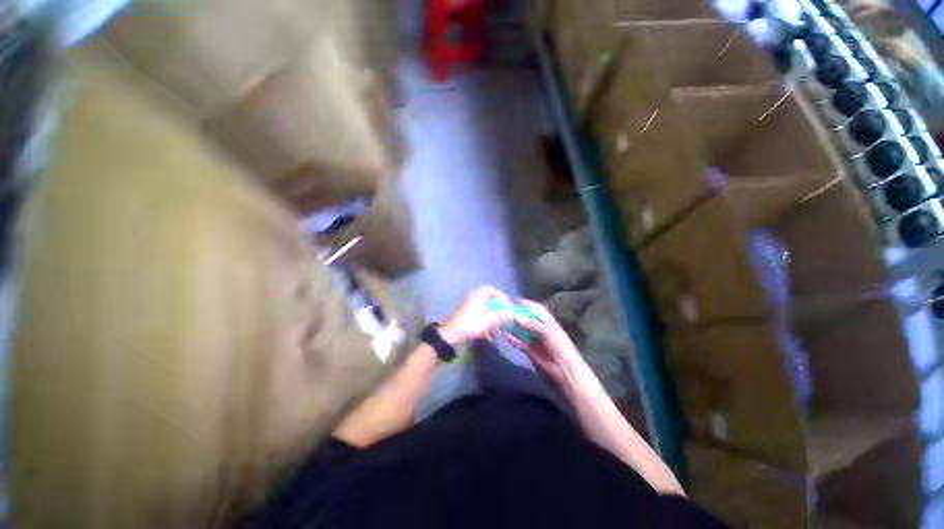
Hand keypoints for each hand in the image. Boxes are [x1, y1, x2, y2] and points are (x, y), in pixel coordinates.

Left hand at [440, 286, 512, 343]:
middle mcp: (471, 297)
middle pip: (487, 298)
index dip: (500, 295)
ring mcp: (466, 305)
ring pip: (482, 307)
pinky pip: (476, 313)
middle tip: (501, 313)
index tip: (506, 304)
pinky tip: (486, 333)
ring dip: (490, 315)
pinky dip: (483, 320)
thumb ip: (500, 317)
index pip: (491, 289)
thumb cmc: (470, 324)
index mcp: (477, 295)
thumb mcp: (487, 321)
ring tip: (495, 325)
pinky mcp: (463, 313)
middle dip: (495, 306)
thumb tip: (510, 313)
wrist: (450, 334)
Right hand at [503, 300, 594, 390]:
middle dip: (516, 314)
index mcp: (548, 322)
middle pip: (527, 319)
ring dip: (512, 325)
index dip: (526, 304)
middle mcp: (540, 329)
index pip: (536, 309)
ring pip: (521, 330)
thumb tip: (515, 316)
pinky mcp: (530, 351)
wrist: (565, 372)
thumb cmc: (560, 348)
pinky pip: (519, 342)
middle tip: (502, 310)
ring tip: (499, 320)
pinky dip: (512, 338)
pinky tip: (503, 334)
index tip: (512, 300)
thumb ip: (531, 324)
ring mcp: (535, 340)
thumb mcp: (548, 332)